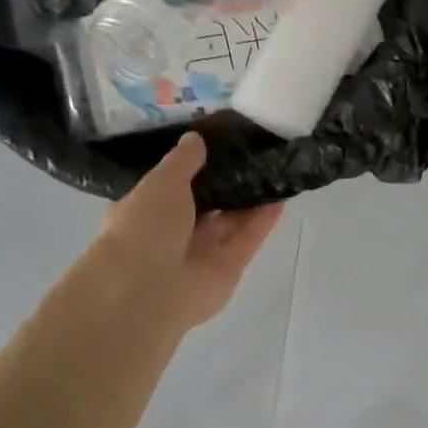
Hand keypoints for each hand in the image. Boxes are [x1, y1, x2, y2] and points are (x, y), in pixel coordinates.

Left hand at [81, 133, 284, 336]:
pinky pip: (249, 238)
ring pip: (232, 220)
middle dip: (229, 181)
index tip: (220, 142)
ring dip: (251, 198)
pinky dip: (264, 220)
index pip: (174, 184)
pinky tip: (281, 196)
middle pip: (208, 203)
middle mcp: (174, 232)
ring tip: (274, 168)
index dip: (196, 165)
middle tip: (255, 152)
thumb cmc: (145, 227)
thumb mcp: (161, 181)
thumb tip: (196, 137)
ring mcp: (203, 252)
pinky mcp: (229, 268)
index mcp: (148, 210)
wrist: (148, 290)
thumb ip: (183, 160)